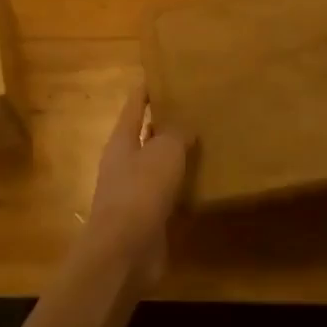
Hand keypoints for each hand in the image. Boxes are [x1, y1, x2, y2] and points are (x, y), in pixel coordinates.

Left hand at [81, 82, 187, 288]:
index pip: (134, 105)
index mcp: (121, 140)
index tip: (162, 74)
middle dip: (165, 122)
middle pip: (144, 135)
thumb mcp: (164, 152)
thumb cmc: (140, 192)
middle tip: (194, 108)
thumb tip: (185, 127)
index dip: (146, 89)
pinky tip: (203, 183)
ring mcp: (133, 192)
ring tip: (204, 142)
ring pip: (157, 165)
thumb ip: (177, 134)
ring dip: (175, 156)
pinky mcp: (146, 218)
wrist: (124, 252)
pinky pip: (167, 194)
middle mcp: (124, 163)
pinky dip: (182, 187)